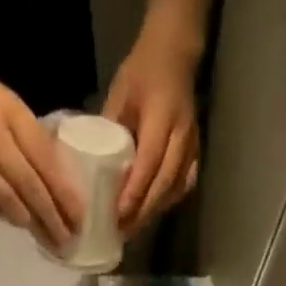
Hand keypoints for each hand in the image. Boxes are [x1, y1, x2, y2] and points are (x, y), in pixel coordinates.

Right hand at [0, 46, 82, 247]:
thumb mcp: (4, 99)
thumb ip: (28, 132)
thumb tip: (55, 170)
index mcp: (10, 114)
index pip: (46, 161)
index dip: (65, 192)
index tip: (80, 216)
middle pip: (30, 186)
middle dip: (52, 217)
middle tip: (69, 240)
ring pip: (8, 200)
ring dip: (31, 223)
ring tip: (48, 239)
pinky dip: (5, 214)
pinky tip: (19, 224)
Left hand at [103, 31, 200, 235]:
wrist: (175, 53)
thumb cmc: (142, 71)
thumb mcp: (119, 95)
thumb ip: (109, 130)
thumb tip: (90, 166)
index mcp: (162, 116)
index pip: (150, 163)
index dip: (134, 192)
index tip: (117, 215)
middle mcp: (182, 134)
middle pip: (164, 183)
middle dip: (143, 211)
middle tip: (121, 232)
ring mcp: (192, 144)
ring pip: (175, 187)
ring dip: (154, 211)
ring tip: (132, 228)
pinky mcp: (195, 150)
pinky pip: (184, 183)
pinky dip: (168, 201)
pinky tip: (152, 212)